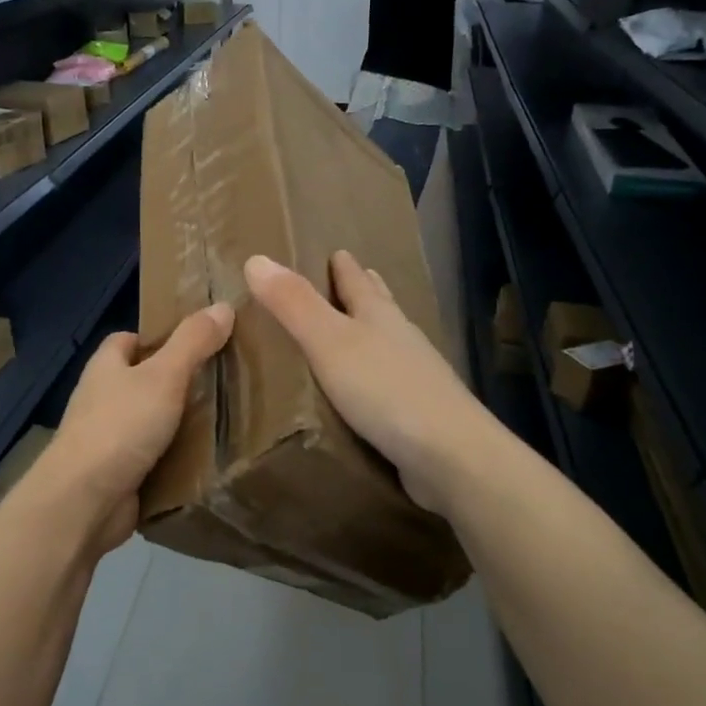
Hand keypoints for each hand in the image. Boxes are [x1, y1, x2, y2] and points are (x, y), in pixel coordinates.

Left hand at [30, 303, 234, 550]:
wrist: (84, 501)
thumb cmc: (120, 426)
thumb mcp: (163, 376)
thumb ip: (192, 342)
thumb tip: (222, 305)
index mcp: (105, 367)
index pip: (129, 340)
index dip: (160, 337)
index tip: (199, 344)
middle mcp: (102, 399)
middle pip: (143, 381)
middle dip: (177, 382)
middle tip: (223, 381)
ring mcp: (108, 439)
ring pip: (151, 421)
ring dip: (180, 423)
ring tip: (227, 418)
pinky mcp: (118, 474)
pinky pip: (154, 458)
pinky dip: (176, 458)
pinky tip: (208, 459)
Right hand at [244, 251, 497, 516]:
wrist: (449, 454)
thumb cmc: (385, 389)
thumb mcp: (328, 342)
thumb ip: (293, 304)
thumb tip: (256, 259)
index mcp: (378, 316)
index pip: (357, 281)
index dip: (343, 265)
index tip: (335, 251)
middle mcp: (400, 339)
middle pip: (379, 305)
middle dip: (364, 289)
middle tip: (349, 276)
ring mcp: (414, 376)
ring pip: (388, 341)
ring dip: (371, 329)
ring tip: (356, 326)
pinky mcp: (417, 412)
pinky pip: (388, 381)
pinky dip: (373, 373)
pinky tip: (364, 386)